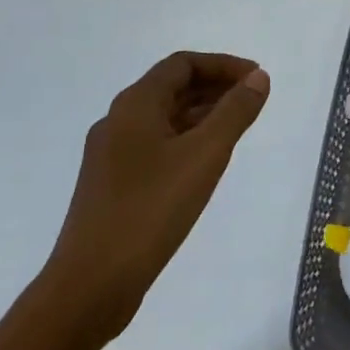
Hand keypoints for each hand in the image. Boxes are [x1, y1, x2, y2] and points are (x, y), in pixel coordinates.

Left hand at [46, 51, 270, 340]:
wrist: (90, 286)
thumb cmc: (150, 211)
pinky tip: (205, 162)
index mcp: (135, 105)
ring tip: (237, 127)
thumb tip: (259, 77)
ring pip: (163, 118)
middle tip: (253, 100)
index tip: (256, 79)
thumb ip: (235, 113)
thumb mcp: (204, 156)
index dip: (223, 65)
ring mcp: (111, 155)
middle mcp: (118, 121)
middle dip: (214, 87)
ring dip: (201, 113)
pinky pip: (155, 145)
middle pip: (171, 87)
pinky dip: (185, 140)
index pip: (182, 64)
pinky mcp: (113, 185)